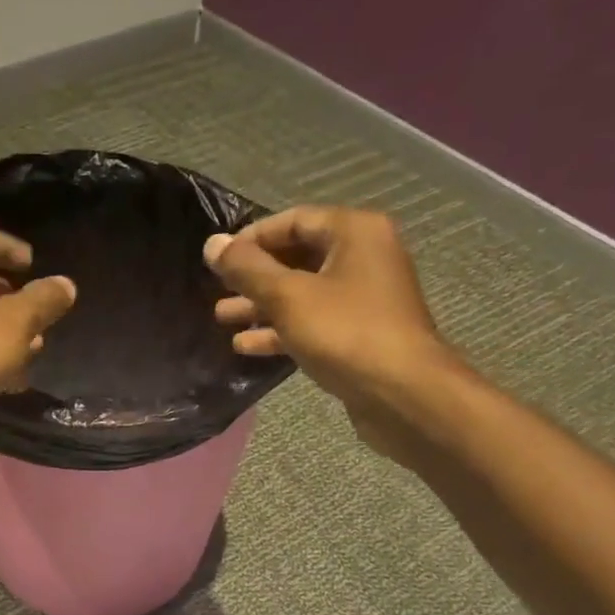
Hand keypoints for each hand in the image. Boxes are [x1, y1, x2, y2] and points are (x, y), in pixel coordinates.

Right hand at [206, 206, 465, 459]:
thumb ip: (247, 270)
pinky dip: (282, 330)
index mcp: (354, 233)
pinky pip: (313, 322)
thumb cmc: (346, 333)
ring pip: (302, 293)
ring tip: (222, 318)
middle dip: (254, 276)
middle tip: (216, 290)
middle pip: (297, 257)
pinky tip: (246, 346)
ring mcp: (363, 299)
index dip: (252, 238)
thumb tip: (212, 244)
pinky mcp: (358, 335)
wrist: (402, 394)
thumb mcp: (288, 297)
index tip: (218, 259)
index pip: (294, 220)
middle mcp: (363, 258)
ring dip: (262, 306)